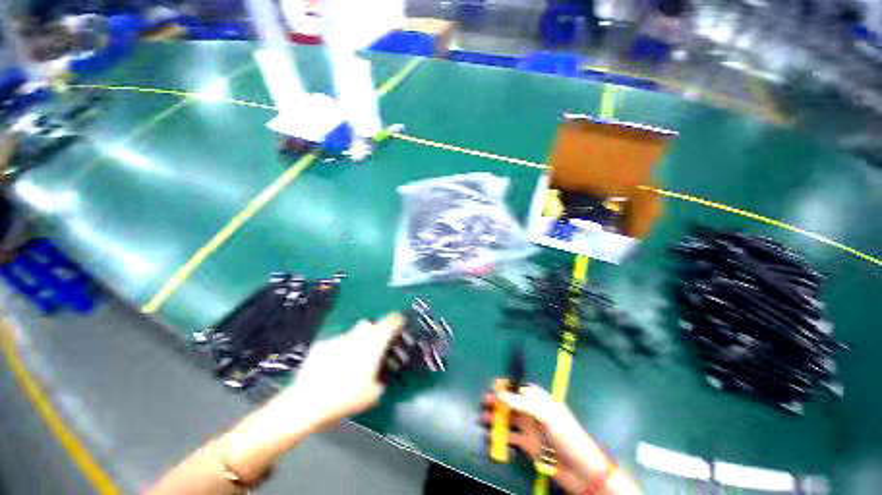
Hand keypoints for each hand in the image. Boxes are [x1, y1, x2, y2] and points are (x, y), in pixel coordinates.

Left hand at [277, 313, 404, 430]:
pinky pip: (336, 342)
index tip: (399, 323)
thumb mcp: (372, 395)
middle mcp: (357, 336)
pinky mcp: (322, 345)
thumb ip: (381, 380)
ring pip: (352, 333)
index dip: (397, 320)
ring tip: (350, 360)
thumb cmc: (345, 398)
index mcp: (374, 345)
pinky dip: (338, 350)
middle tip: (373, 347)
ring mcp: (338, 339)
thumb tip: (380, 378)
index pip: (390, 322)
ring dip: (355, 342)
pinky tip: (332, 366)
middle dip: (374, 332)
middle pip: (370, 324)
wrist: (307, 403)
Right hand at [483, 384, 639, 494]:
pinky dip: (502, 436)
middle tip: (485, 400)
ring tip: (483, 417)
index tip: (495, 384)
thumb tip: (501, 394)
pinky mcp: (530, 446)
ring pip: (511, 420)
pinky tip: (492, 436)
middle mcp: (535, 413)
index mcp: (542, 401)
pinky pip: (513, 438)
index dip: (509, 386)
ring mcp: (532, 430)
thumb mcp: (546, 416)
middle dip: (499, 401)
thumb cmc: (567, 435)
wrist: (582, 470)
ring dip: (498, 418)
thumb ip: (523, 404)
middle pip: (514, 404)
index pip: (522, 389)